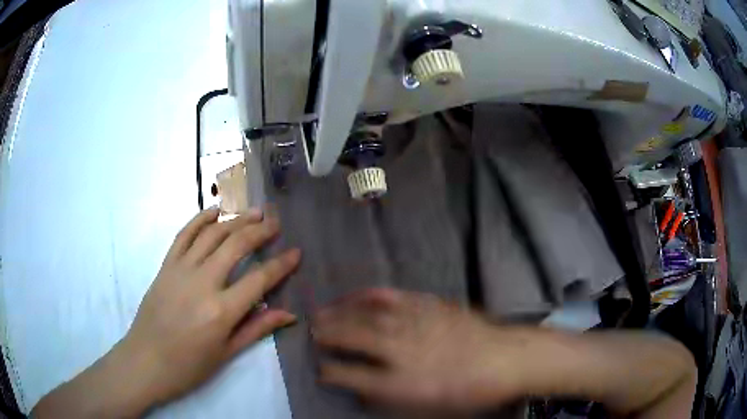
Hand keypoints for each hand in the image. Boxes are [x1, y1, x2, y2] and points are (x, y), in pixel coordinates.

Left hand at [122, 207, 300, 404]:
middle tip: (276, 222)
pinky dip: (200, 219)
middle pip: (236, 246)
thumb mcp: (226, 353)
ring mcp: (181, 270)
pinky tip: (214, 211)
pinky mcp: (166, 265)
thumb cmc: (188, 366)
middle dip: (260, 231)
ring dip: (235, 219)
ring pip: (212, 234)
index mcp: (221, 311)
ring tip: (254, 212)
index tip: (296, 253)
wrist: (146, 361)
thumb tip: (288, 314)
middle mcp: (203, 283)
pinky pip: (184, 235)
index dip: (281, 264)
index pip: (259, 279)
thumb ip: (256, 328)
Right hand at [312, 289, 527, 413]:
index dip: (331, 373)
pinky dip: (367, 295)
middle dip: (326, 335)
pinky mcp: (426, 305)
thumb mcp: (429, 407)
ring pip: (366, 314)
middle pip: (352, 338)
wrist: (505, 359)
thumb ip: (391, 399)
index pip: (351, 376)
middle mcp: (401, 349)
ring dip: (339, 313)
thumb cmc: (468, 391)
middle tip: (309, 332)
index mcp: (400, 381)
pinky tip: (355, 295)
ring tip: (320, 313)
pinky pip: (390, 296)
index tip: (319, 370)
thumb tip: (362, 391)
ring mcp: (413, 322)